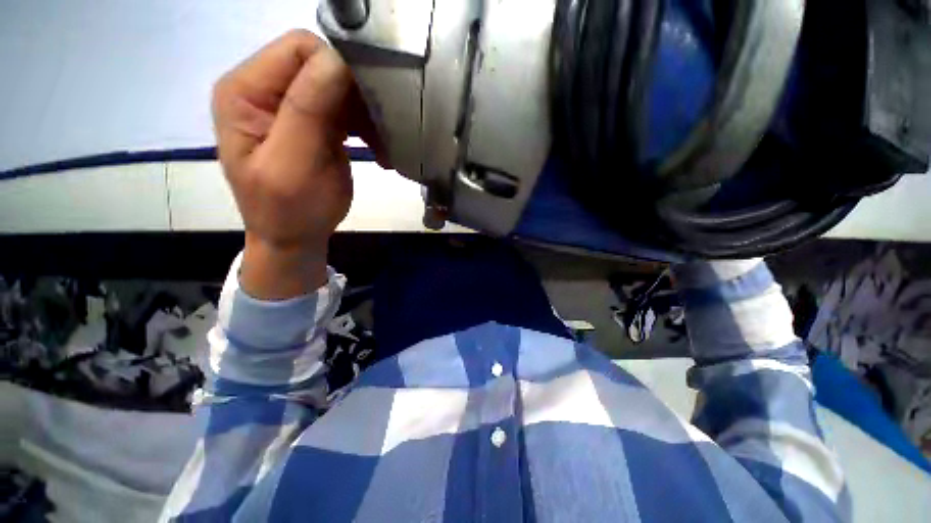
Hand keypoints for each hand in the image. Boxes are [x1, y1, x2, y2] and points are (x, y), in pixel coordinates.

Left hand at [212, 30, 379, 298]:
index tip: (366, 109)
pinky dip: (367, 127)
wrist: (294, 237)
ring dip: (366, 115)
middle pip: (322, 65)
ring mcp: (290, 106)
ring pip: (340, 87)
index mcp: (245, 90)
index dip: (337, 71)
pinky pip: (346, 110)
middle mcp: (264, 88)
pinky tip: (378, 148)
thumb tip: (339, 61)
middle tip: (378, 133)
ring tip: (382, 146)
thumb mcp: (293, 163)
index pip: (298, 49)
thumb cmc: (289, 210)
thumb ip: (308, 109)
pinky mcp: (313, 123)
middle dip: (356, 96)